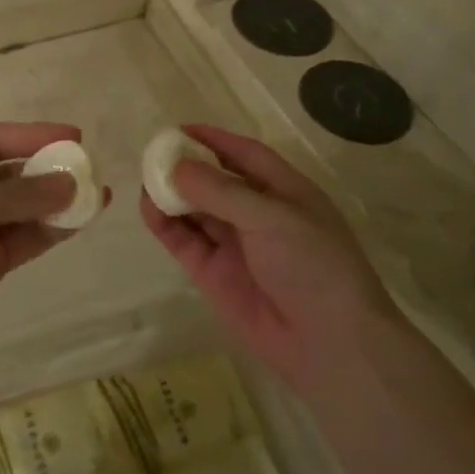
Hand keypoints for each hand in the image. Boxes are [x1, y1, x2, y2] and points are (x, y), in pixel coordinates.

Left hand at [0, 122, 92, 354]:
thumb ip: (18, 194)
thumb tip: (70, 183)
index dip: (35, 135)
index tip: (75, 137)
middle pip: (17, 173)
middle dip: (52, 169)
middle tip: (92, 169)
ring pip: (28, 207)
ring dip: (60, 201)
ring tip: (99, 195)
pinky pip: (29, 238)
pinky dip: (54, 230)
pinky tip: (81, 221)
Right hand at [139, 124, 395, 401]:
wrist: (329, 343)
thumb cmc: (314, 266)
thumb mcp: (272, 218)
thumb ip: (221, 191)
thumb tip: (175, 168)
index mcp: (284, 192)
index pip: (245, 155)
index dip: (213, 140)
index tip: (178, 130)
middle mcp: (257, 214)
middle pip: (214, 181)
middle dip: (185, 166)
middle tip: (152, 155)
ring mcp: (233, 245)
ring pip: (195, 210)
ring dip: (170, 194)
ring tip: (144, 179)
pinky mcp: (213, 273)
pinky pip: (184, 240)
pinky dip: (165, 224)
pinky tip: (148, 208)